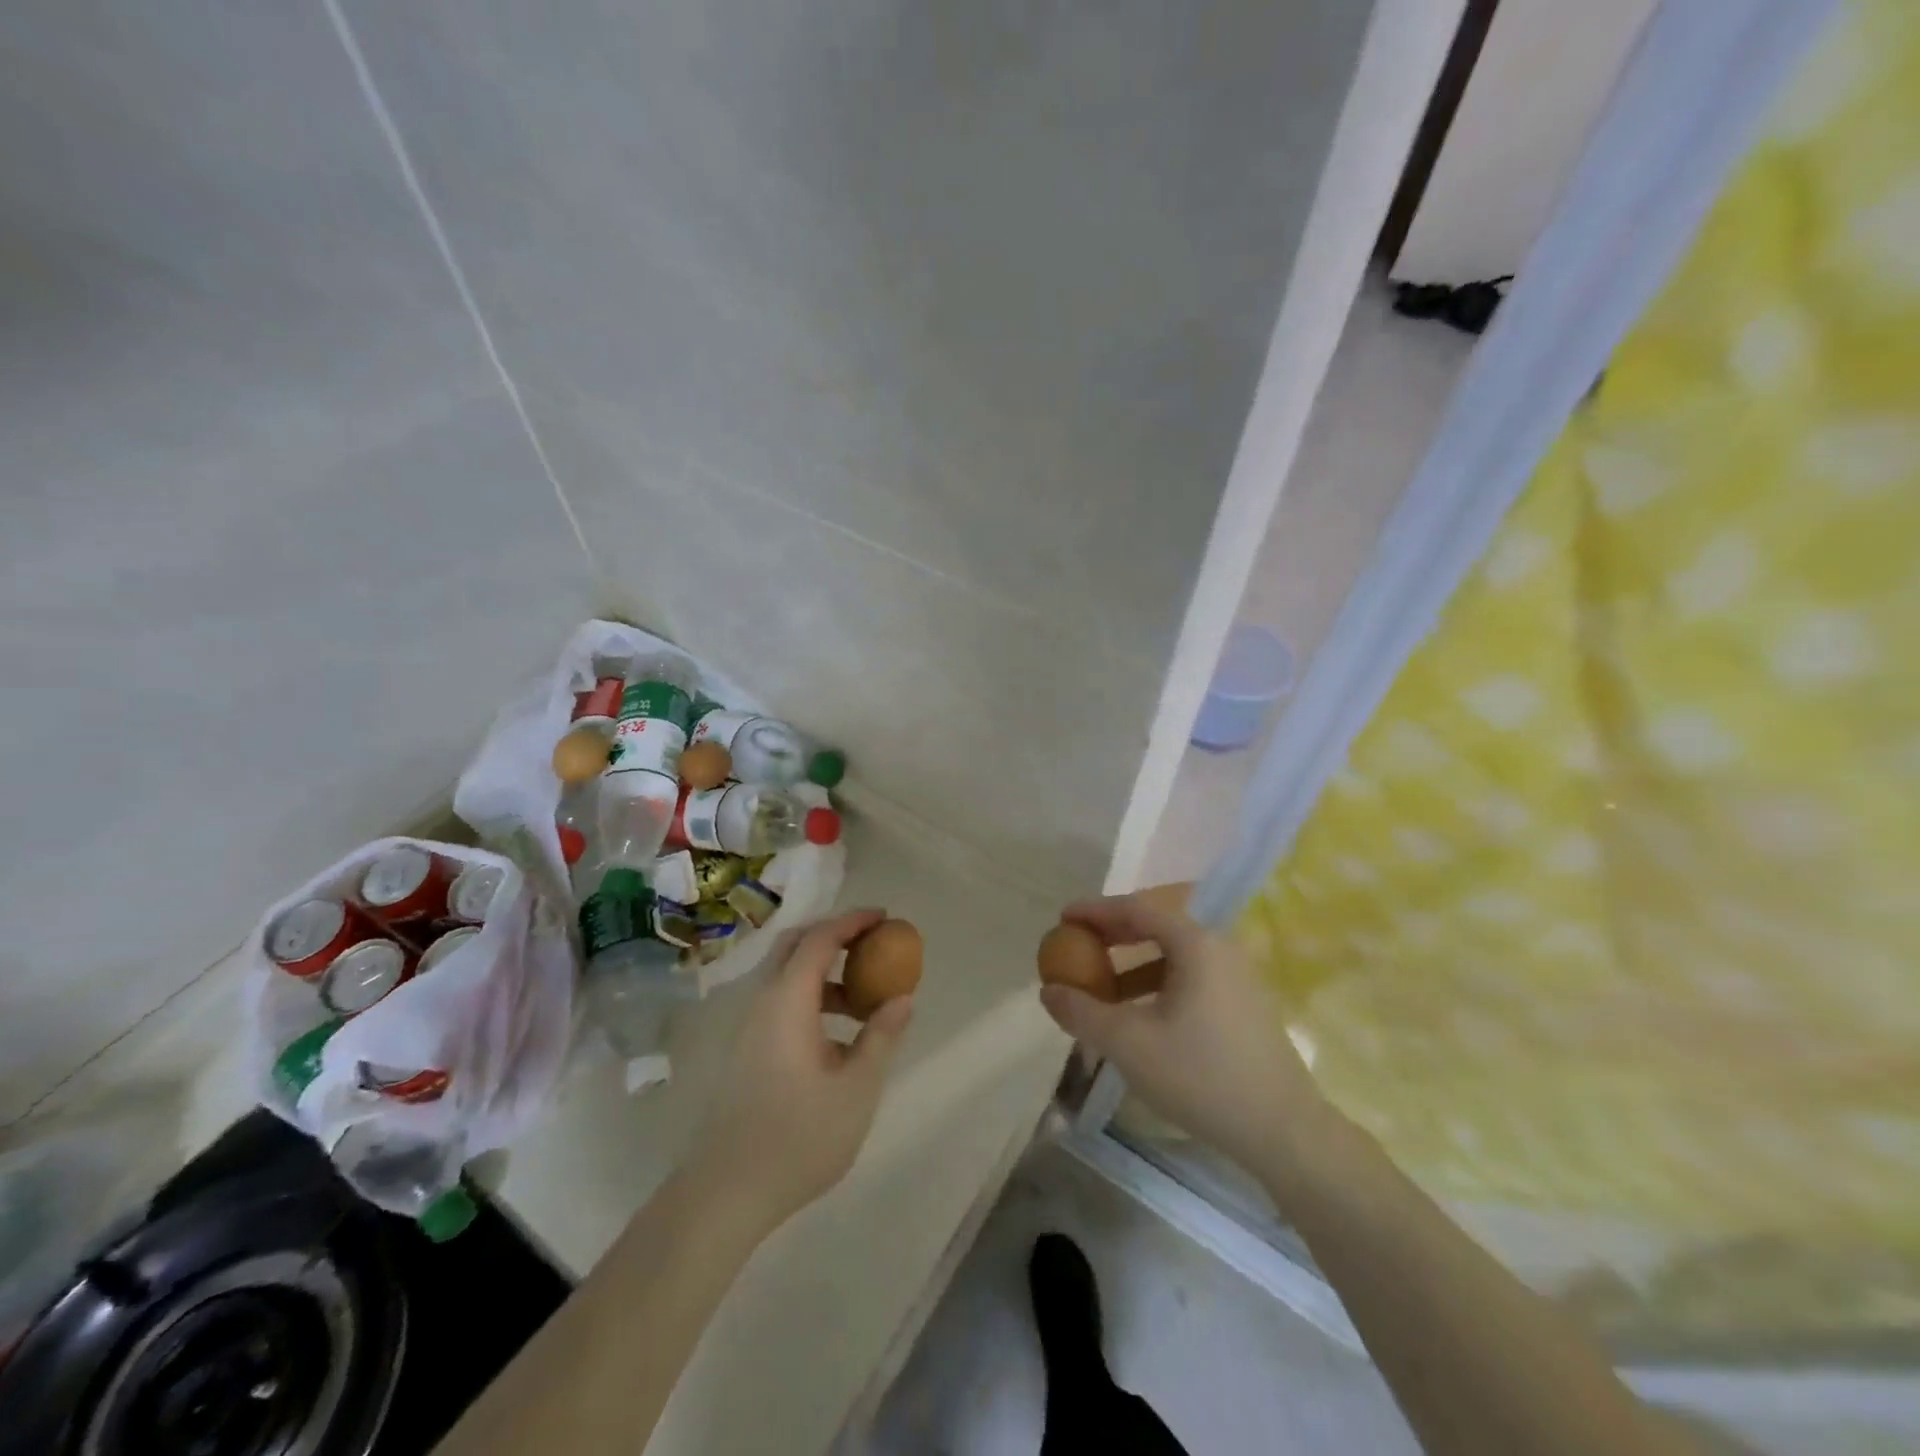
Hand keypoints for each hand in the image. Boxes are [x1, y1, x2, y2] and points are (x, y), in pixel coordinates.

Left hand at [688, 909, 912, 1230]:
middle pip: (795, 946)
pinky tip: (837, 1035)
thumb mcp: (857, 1088)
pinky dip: (812, 996)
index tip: (885, 918)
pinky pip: (781, 1001)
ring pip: (787, 975)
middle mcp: (763, 1002)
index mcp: (787, 1001)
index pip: (819, 939)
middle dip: (835, 936)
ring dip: (825, 972)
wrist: (727, 1192)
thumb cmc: (799, 1137)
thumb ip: (881, 1036)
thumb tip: (902, 998)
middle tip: (873, 945)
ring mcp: (750, 1026)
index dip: (853, 922)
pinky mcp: (747, 1049)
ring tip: (864, 1000)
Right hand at [1039, 894, 1334, 1190]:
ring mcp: (1237, 977)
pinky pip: (1189, 979)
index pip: (1136, 909)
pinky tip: (1138, 1016)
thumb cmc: (1201, 1076)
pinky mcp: (1243, 1005)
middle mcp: (1219, 949)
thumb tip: (1048, 991)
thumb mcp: (1129, 1044)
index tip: (1063, 918)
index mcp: (1196, 945)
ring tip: (1101, 988)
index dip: (1095, 911)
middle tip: (1077, 947)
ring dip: (1132, 965)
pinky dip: (1156, 986)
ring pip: (1172, 957)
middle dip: (1112, 936)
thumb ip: (1083, 1012)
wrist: (1282, 1130)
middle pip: (1156, 927)